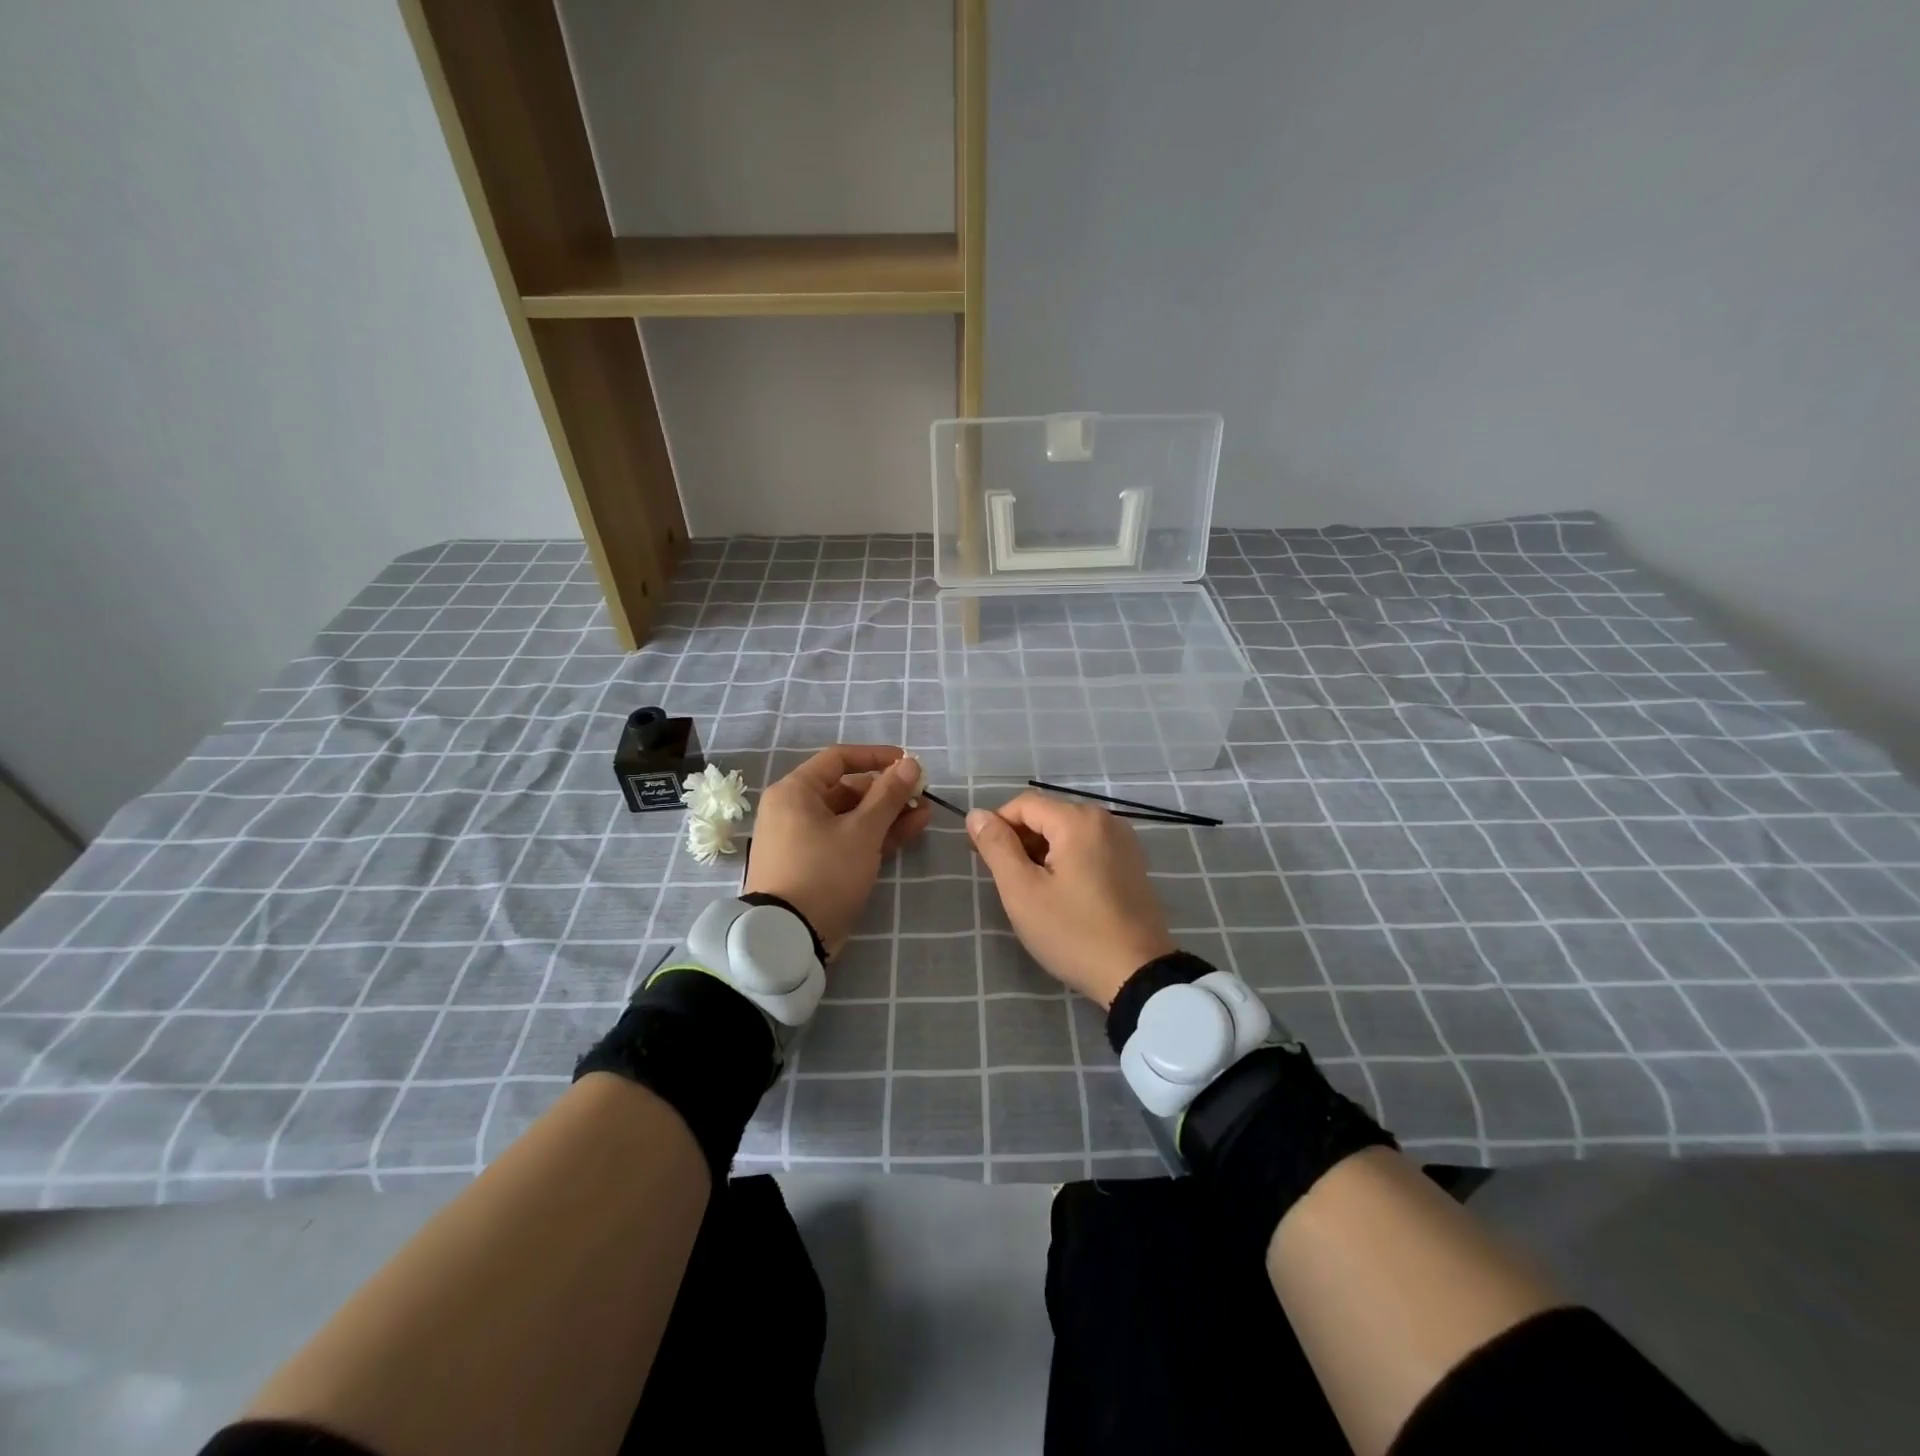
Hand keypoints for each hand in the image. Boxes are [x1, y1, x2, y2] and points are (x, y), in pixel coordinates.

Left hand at [744, 745, 930, 957]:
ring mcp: (804, 840)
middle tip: (922, 796)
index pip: (839, 759)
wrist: (788, 937)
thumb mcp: (862, 831)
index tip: (908, 762)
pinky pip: (847, 840)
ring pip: (852, 817)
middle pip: (847, 790)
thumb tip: (910, 763)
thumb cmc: (824, 872)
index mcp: (795, 792)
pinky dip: (875, 835)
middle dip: (888, 792)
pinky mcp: (815, 865)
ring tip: (925, 814)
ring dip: (888, 815)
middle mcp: (795, 810)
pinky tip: (910, 831)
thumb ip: (889, 795)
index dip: (876, 757)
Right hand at [966, 790, 1176, 1007]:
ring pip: (1068, 833)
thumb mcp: (1023, 891)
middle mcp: (1106, 820)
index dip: (996, 824)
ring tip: (1030, 890)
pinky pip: (1089, 848)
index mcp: (1078, 820)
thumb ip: (997, 847)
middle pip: (1048, 815)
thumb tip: (976, 815)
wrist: (1138, 975)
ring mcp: (1124, 842)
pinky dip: (1067, 860)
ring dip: (1042, 852)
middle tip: (1004, 879)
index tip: (979, 856)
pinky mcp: (1133, 864)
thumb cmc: (1073, 932)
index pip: (1024, 804)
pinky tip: (1060, 893)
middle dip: (1020, 840)